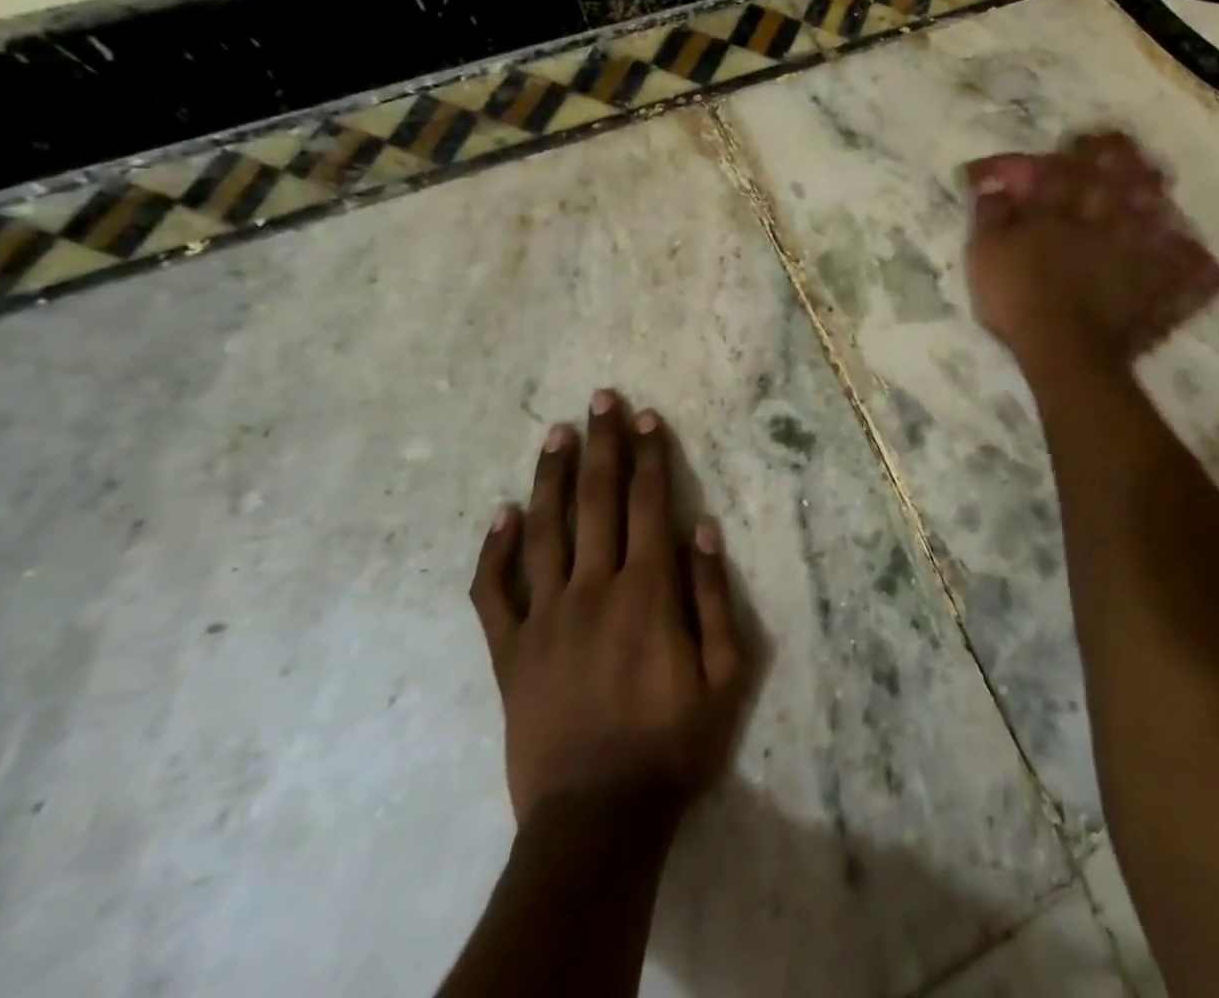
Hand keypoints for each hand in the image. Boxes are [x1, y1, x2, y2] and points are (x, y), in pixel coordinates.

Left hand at [469, 391, 748, 824]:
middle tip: (600, 399)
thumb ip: (713, 596)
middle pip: (595, 500)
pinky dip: (493, 551)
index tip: (646, 416)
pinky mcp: (509, 652)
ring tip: (555, 433)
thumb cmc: (673, 743)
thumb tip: (702, 527)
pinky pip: (493, 593)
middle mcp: (593, 588)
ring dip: (550, 477)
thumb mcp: (726, 674)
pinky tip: (500, 514)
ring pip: (543, 531)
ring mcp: (544, 618)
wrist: (597, 820)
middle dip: (601, 444)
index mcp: (647, 590)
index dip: (648, 455)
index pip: (647, 503)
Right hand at [963, 129, 1218, 367]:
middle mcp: (1105, 223)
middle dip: (1125, 164)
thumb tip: (994, 183)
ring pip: (1157, 219)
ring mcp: (1136, 256)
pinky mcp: (1154, 292)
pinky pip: (1185, 275)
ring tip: (1160, 194)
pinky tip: (1201, 260)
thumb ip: (991, 214)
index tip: (1083, 139)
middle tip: (1128, 152)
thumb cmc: (1017, 296)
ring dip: (1157, 203)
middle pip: (1121, 184)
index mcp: (1062, 212)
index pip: (1070, 170)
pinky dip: (1193, 267)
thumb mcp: (985, 252)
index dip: (1077, 152)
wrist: (1062, 348)